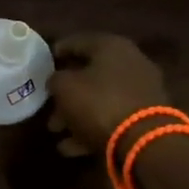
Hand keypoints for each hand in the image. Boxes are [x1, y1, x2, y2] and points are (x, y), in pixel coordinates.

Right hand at [46, 33, 169, 157]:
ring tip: (55, 131)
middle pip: (90, 74)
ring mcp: (140, 91)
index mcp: (112, 47)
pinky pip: (111, 118)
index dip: (58, 51)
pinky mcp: (145, 118)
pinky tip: (70, 147)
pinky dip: (90, 129)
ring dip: (75, 115)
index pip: (78, 42)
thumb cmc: (99, 103)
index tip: (43, 63)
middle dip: (65, 92)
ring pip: (100, 99)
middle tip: (47, 106)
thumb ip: (56, 79)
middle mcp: (130, 63)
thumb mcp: (65, 87)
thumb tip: (57, 80)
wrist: (143, 139)